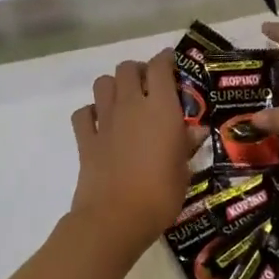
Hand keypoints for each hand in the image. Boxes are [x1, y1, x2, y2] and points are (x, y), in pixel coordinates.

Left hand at [68, 51, 198, 254]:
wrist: (115, 218)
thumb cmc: (160, 195)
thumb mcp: (184, 171)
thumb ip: (187, 145)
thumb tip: (195, 130)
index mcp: (161, 108)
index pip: (160, 67)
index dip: (165, 60)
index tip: (172, 63)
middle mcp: (131, 105)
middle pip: (128, 68)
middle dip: (138, 70)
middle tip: (149, 86)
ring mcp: (105, 120)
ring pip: (103, 83)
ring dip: (114, 86)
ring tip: (125, 101)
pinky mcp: (85, 139)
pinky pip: (83, 113)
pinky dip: (90, 112)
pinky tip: (100, 123)